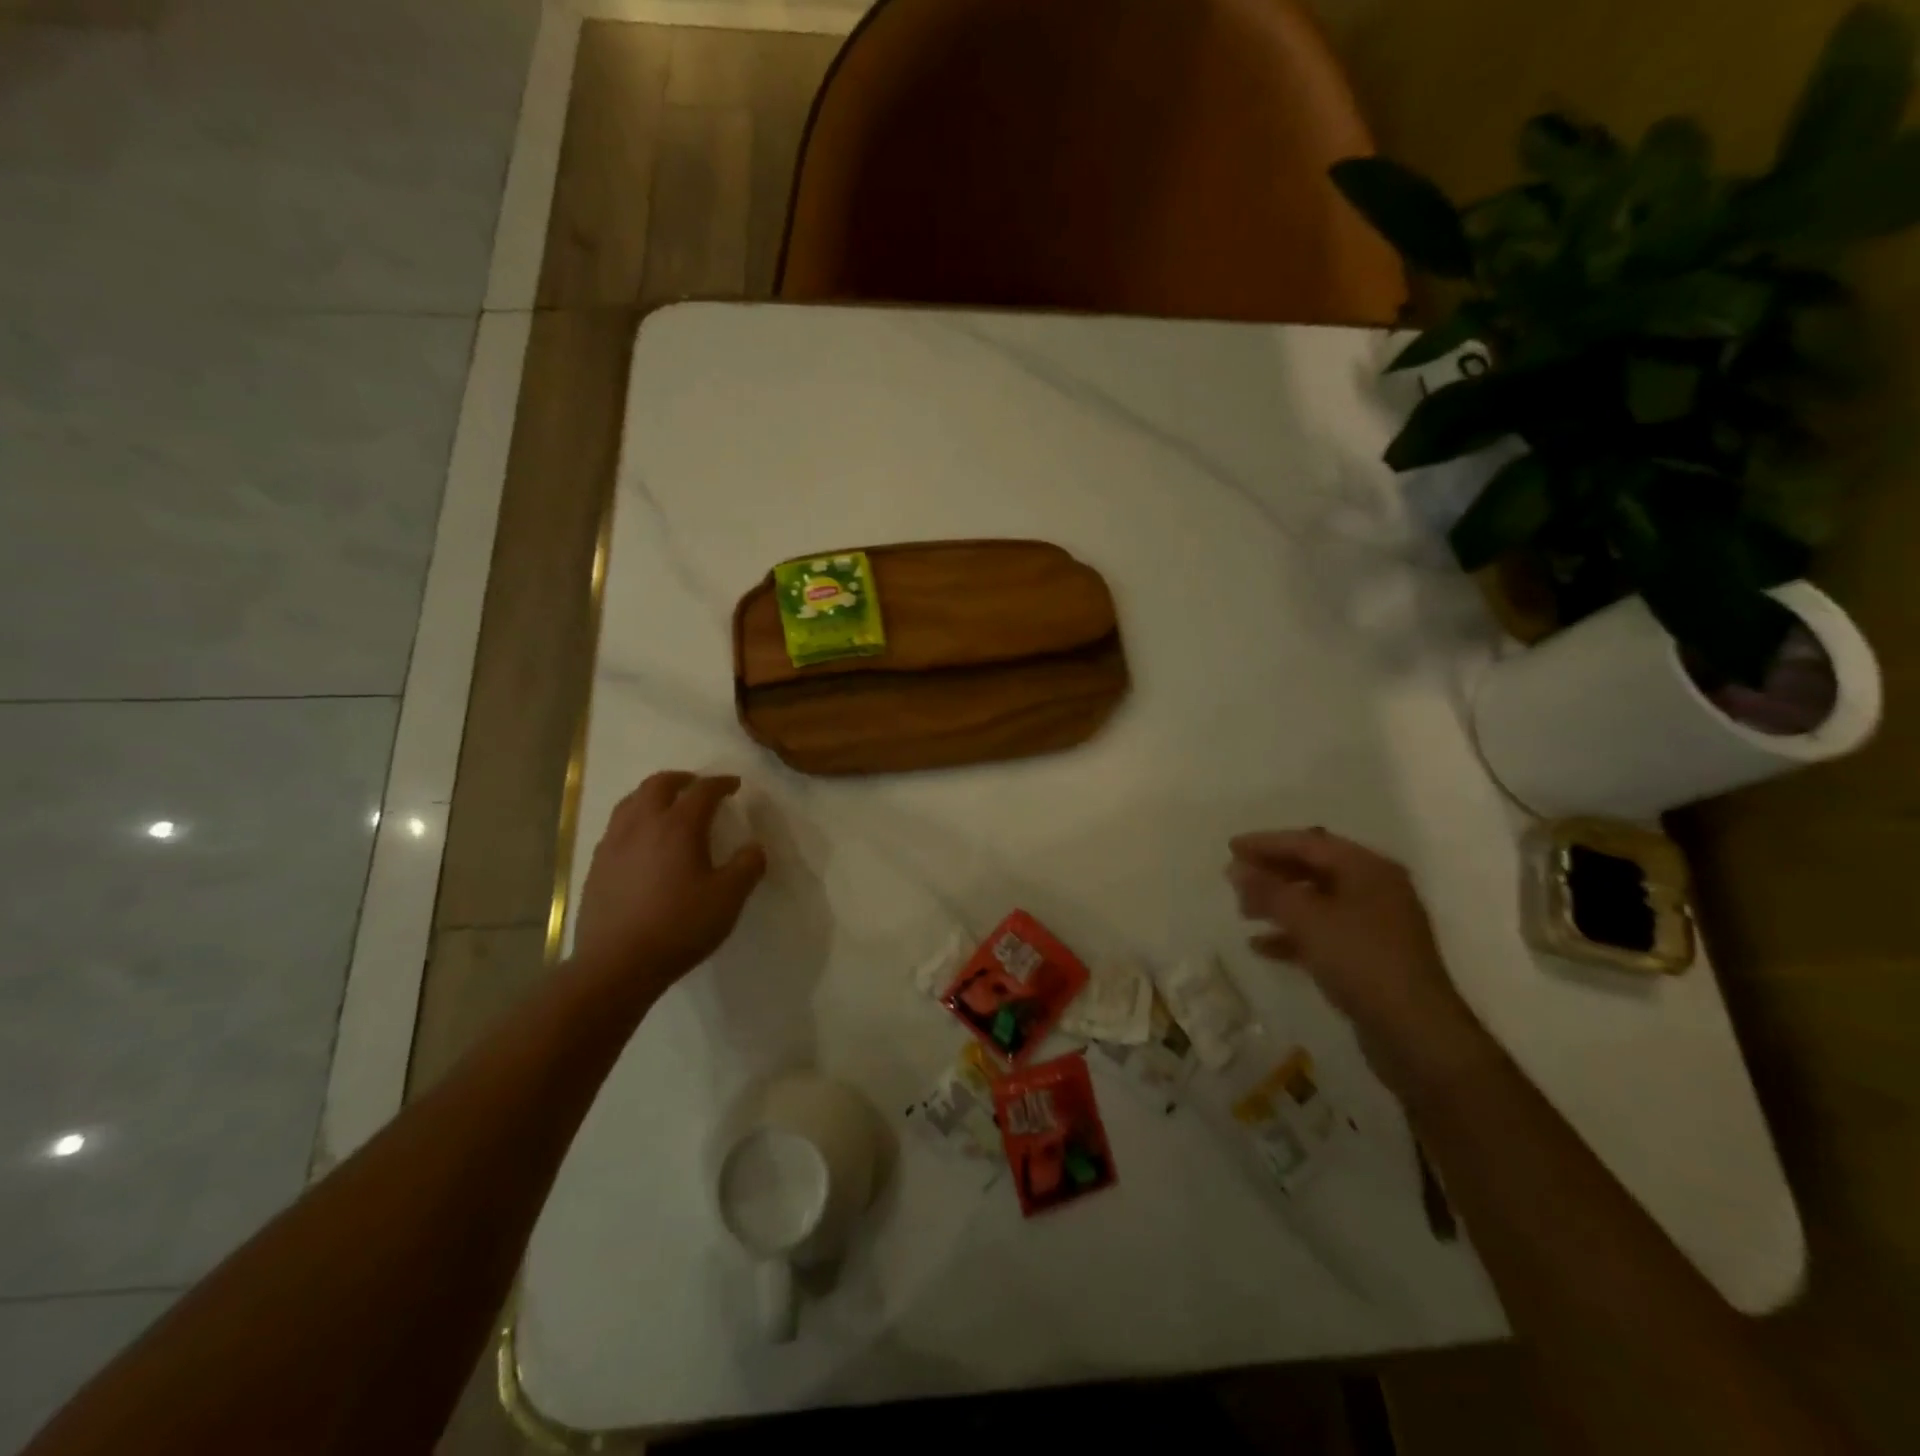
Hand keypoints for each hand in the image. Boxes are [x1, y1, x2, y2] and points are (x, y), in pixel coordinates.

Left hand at [572, 773, 766, 1000]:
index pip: (702, 790)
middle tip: (698, 786)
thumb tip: (754, 847)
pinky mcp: (597, 865)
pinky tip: (641, 840)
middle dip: (682, 779)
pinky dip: (634, 819)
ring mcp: (614, 843)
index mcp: (678, 826)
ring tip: (667, 806)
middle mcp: (643, 824)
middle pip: (659, 784)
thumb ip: (748, 866)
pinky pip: (617, 826)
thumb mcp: (729, 898)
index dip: (721, 783)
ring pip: (631, 801)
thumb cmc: (680, 927)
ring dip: (653, 795)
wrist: (617, 964)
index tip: (734, 785)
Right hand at [1227, 828, 1487, 1095]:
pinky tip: (1261, 946)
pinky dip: (1292, 934)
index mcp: (1368, 869)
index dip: (1267, 843)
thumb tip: (1236, 868)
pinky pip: (1323, 933)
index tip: (1231, 848)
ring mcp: (1374, 925)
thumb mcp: (1308, 919)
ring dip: (1279, 904)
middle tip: (1234, 879)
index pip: (1309, 843)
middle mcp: (1375, 889)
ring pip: (1316, 902)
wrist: (1415, 1032)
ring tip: (1243, 912)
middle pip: (1314, 869)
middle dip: (1272, 873)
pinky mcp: (1369, 957)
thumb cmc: (1361, 960)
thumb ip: (1268, 890)